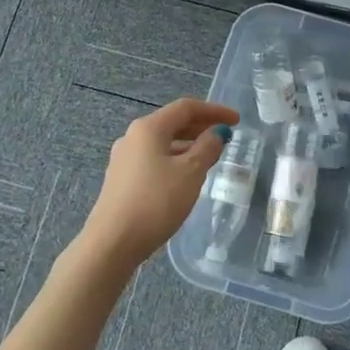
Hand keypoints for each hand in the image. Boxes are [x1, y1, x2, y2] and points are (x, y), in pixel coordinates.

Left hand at [78, 97, 239, 275]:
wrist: (113, 242)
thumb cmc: (156, 202)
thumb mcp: (190, 173)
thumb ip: (207, 148)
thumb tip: (216, 133)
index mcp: (148, 128)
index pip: (186, 108)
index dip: (214, 111)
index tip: (237, 121)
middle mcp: (132, 137)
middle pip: (172, 123)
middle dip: (201, 126)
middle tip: (225, 136)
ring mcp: (124, 159)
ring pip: (162, 143)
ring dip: (188, 144)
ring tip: (210, 157)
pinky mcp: (121, 179)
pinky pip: (154, 159)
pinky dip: (174, 159)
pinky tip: (186, 176)